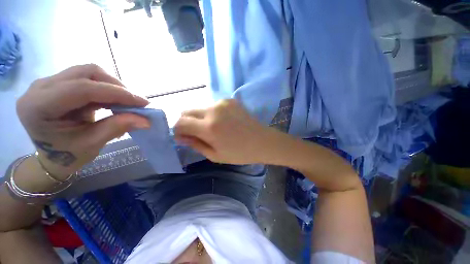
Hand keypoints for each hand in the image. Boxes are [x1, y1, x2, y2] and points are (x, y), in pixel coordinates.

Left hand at [16, 64, 150, 178]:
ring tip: (124, 102)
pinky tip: (113, 100)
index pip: (82, 88)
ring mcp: (48, 82)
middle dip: (116, 87)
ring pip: (88, 72)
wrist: (52, 155)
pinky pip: (87, 77)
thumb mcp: (92, 144)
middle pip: (86, 73)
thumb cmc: (68, 155)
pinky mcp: (58, 82)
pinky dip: (106, 87)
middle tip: (135, 103)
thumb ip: (117, 127)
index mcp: (39, 106)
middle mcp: (40, 87)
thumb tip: (146, 120)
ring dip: (112, 85)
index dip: (116, 93)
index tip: (143, 102)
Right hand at [174, 99, 275, 163]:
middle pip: (187, 111)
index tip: (183, 137)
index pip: (180, 123)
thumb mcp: (215, 155)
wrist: (263, 141)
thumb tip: (180, 136)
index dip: (178, 130)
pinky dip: (212, 113)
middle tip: (196, 133)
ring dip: (200, 118)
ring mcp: (222, 102)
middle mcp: (213, 110)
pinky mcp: (230, 100)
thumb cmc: (240, 153)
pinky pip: (213, 106)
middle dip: (186, 122)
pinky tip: (223, 122)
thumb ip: (195, 144)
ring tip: (212, 128)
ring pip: (200, 108)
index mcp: (209, 127)